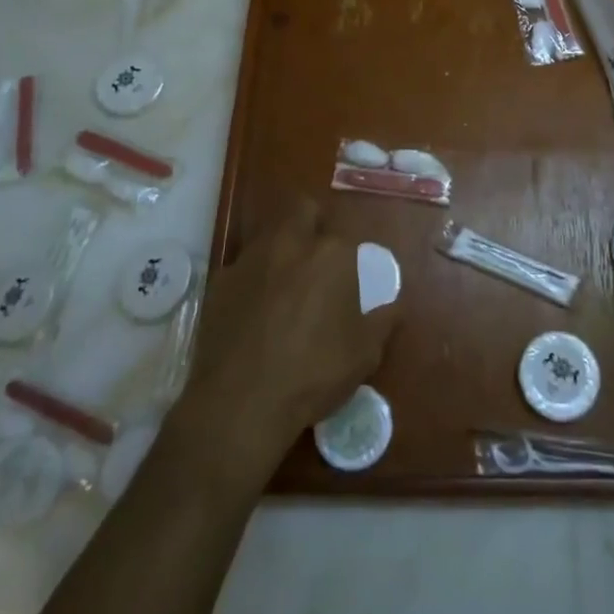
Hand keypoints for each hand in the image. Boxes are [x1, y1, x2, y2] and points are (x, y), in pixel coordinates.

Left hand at [181, 200, 398, 474]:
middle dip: (312, 223)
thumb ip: (383, 320)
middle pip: (302, 210)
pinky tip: (254, 310)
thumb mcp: (364, 354)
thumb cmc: (312, 373)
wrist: (239, 403)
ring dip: (280, 249)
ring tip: (285, 285)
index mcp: (331, 254)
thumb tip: (395, 304)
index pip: (345, 234)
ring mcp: (249, 260)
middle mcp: (289, 244)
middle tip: (318, 258)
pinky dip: (252, 280)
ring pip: (269, 235)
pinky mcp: (218, 282)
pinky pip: (242, 268)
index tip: (350, 276)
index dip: (349, 253)